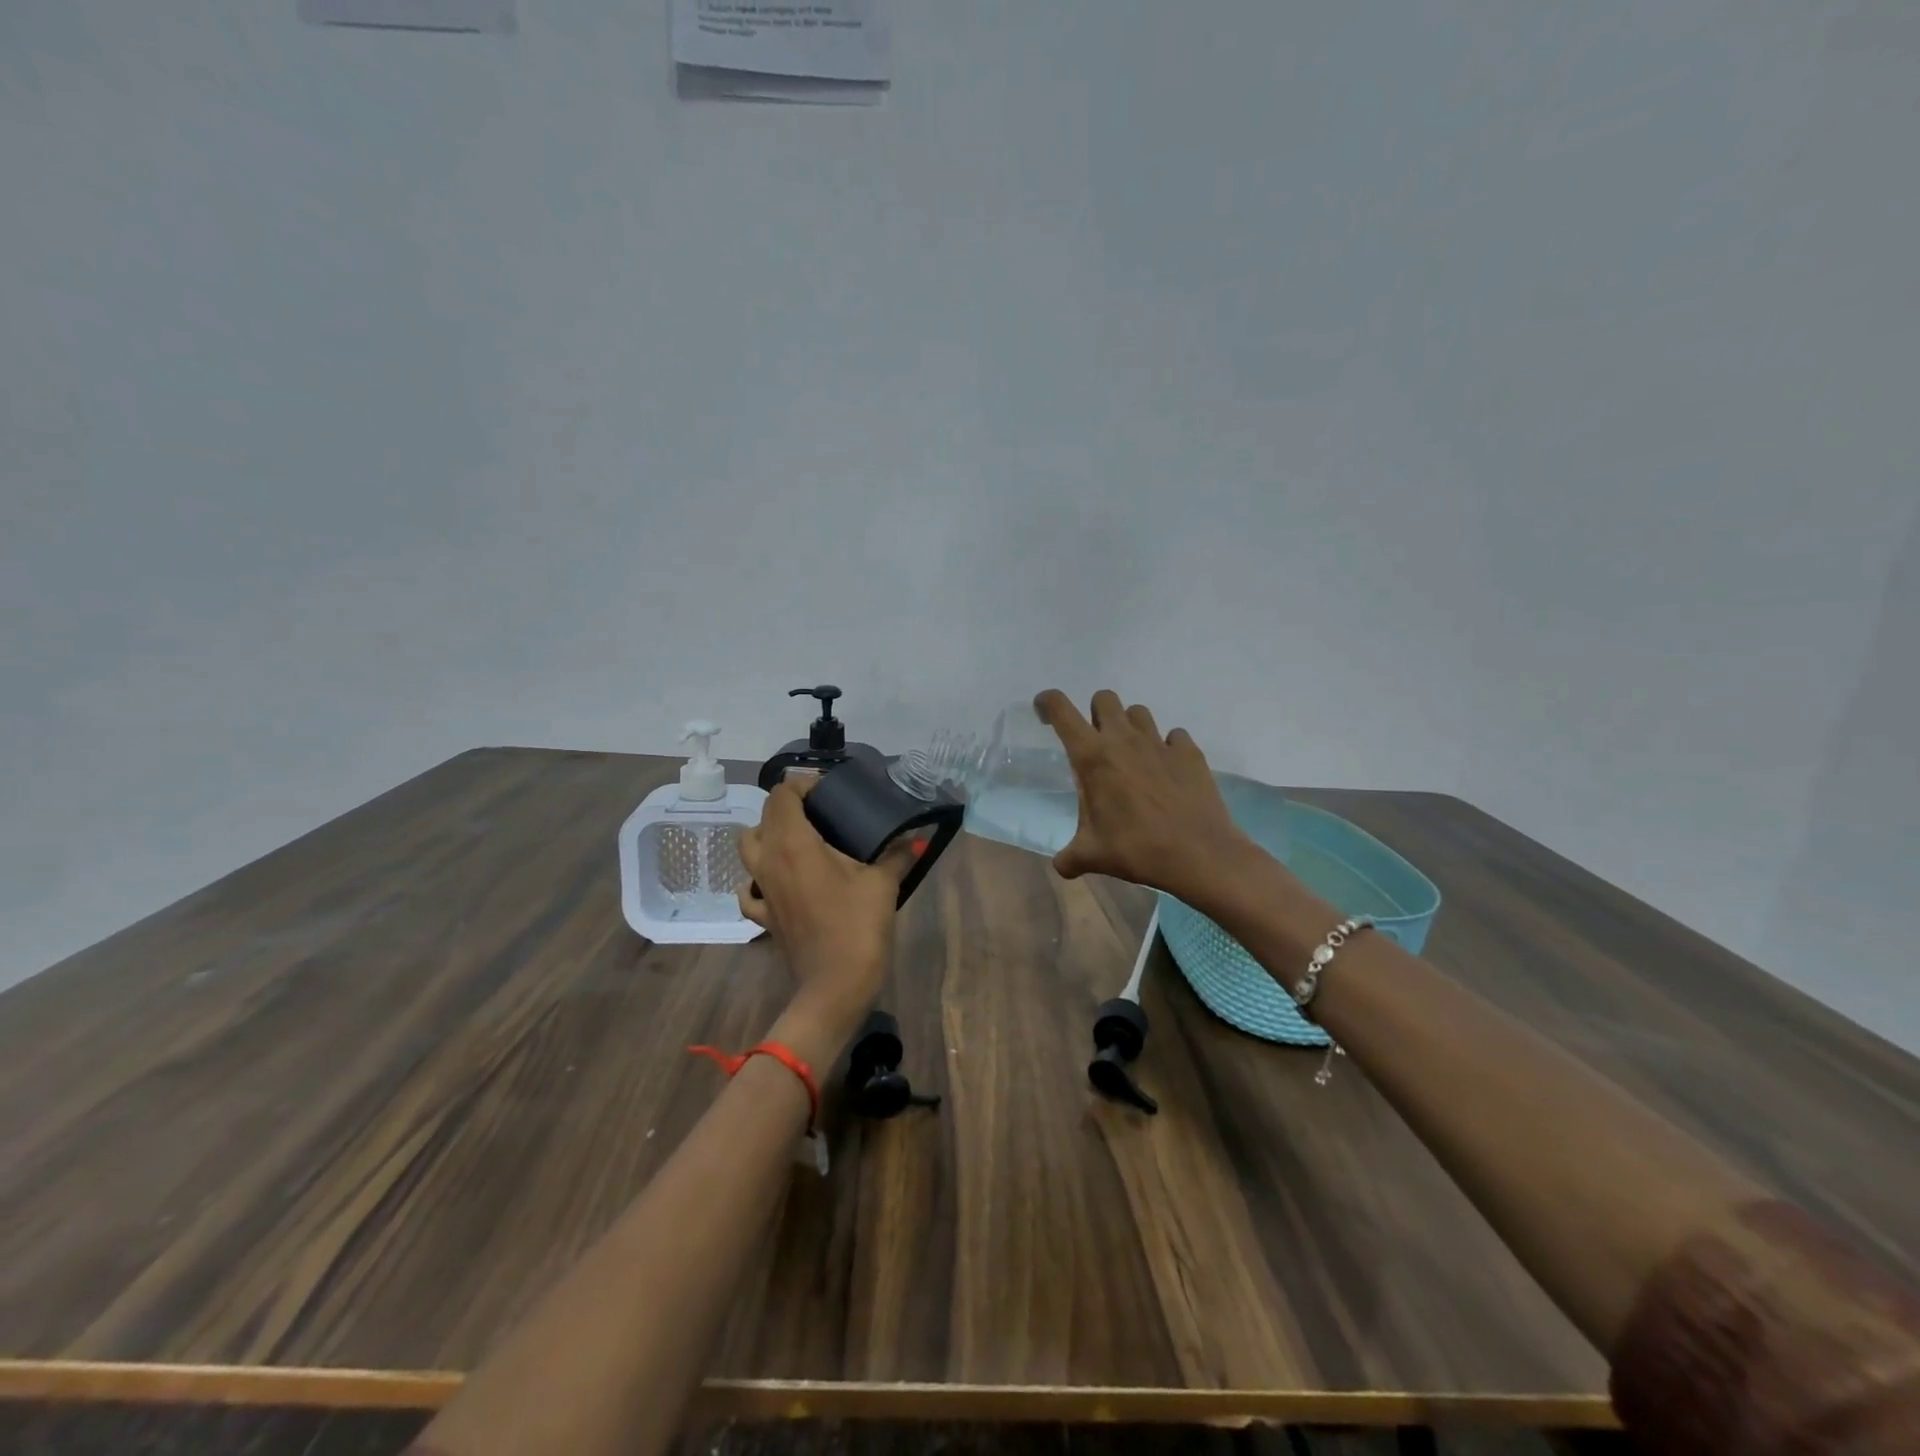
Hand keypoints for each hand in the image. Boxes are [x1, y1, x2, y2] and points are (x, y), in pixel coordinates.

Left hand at [737, 776, 911, 1041]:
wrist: (835, 987)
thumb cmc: (857, 927)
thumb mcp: (883, 884)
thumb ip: (897, 854)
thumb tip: (914, 837)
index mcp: (793, 843)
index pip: (782, 795)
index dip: (802, 784)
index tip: (829, 791)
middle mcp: (768, 860)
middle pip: (763, 817)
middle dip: (788, 807)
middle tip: (821, 813)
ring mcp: (761, 890)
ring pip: (748, 849)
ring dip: (768, 837)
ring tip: (801, 841)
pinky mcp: (763, 917)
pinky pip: (750, 889)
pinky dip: (759, 878)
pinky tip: (781, 882)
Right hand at [1034, 688, 1258, 903]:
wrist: (1199, 855)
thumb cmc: (1137, 849)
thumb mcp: (1092, 856)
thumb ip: (1069, 857)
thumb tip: (1061, 866)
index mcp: (1092, 757)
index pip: (1060, 709)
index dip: (1047, 702)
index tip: (1043, 713)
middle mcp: (1124, 739)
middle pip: (1103, 698)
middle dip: (1094, 713)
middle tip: (1096, 744)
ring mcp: (1159, 743)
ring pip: (1138, 712)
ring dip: (1129, 727)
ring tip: (1131, 756)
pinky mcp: (1189, 752)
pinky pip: (1174, 736)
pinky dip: (1166, 747)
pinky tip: (1166, 770)